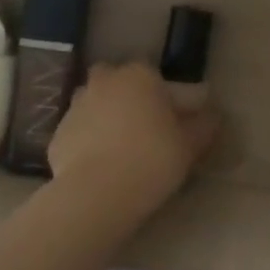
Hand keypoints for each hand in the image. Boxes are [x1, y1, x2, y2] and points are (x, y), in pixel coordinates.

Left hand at [47, 63, 218, 221]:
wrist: (97, 194)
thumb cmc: (152, 159)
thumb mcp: (191, 144)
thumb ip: (203, 126)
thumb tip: (212, 116)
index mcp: (140, 75)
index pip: (156, 78)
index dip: (165, 99)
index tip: (173, 122)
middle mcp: (105, 82)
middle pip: (117, 82)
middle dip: (127, 97)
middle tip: (142, 128)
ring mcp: (76, 106)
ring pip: (94, 104)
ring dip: (104, 117)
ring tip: (119, 149)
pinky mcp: (57, 135)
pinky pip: (78, 133)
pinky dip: (87, 143)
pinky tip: (99, 167)